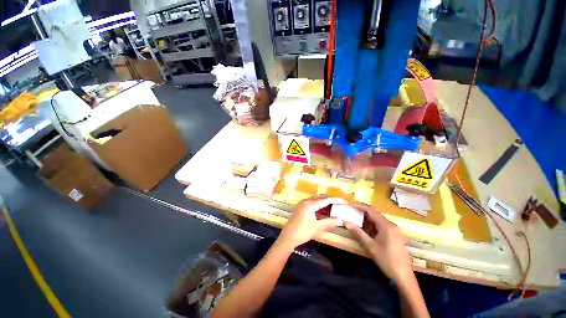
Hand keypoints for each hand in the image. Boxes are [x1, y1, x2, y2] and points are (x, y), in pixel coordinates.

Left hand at [276, 196, 345, 250]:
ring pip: (316, 199)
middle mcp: (306, 201)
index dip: (336, 200)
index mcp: (310, 204)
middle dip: (330, 199)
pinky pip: (312, 202)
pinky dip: (319, 205)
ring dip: (325, 202)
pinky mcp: (300, 207)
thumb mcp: (318, 227)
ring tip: (334, 206)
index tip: (344, 201)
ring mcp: (302, 203)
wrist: (288, 237)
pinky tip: (324, 210)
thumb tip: (341, 220)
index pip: (325, 200)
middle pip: (321, 197)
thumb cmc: (303, 232)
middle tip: (340, 204)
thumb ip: (330, 222)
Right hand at [344, 203, 412, 280]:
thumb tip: (346, 223)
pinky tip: (367, 230)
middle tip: (352, 212)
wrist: (403, 276)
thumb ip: (358, 232)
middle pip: (375, 214)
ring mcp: (395, 231)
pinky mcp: (395, 236)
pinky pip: (382, 226)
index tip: (350, 205)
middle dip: (363, 213)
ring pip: (379, 220)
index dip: (360, 206)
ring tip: (356, 221)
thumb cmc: (386, 260)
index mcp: (386, 226)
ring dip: (368, 220)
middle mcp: (392, 225)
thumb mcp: (370, 246)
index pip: (371, 211)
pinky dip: (373, 226)